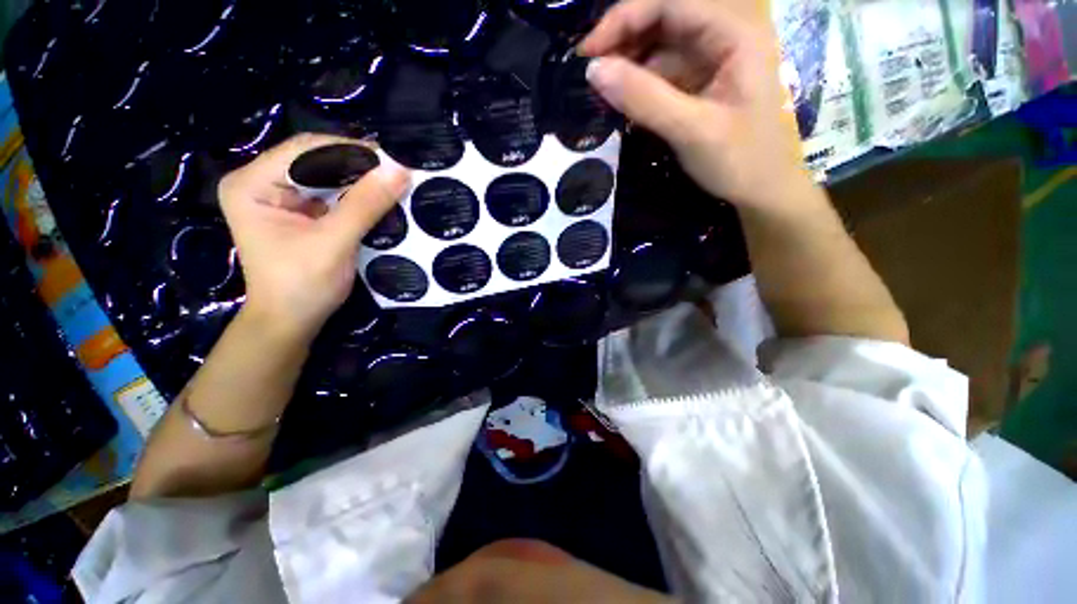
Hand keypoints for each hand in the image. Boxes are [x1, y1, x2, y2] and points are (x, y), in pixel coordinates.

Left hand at [219, 134, 409, 339]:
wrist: (292, 321)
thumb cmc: (303, 285)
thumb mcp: (335, 243)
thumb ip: (365, 205)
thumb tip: (399, 169)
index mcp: (252, 184)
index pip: (304, 150)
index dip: (350, 150)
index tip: (392, 159)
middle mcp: (259, 182)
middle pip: (314, 159)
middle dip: (356, 165)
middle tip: (396, 171)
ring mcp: (278, 196)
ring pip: (324, 175)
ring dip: (358, 179)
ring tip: (392, 182)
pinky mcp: (297, 211)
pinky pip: (329, 192)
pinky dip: (355, 194)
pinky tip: (377, 197)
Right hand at [579, 0, 808, 208]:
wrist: (762, 190)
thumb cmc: (738, 160)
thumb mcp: (690, 130)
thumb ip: (643, 98)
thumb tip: (593, 71)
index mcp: (735, 32)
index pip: (671, 3)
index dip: (624, 18)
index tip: (588, 53)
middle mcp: (725, 33)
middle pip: (665, 17)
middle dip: (624, 38)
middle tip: (591, 72)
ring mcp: (714, 57)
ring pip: (661, 43)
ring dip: (629, 60)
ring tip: (601, 87)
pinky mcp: (702, 80)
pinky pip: (664, 70)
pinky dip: (640, 81)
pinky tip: (622, 97)